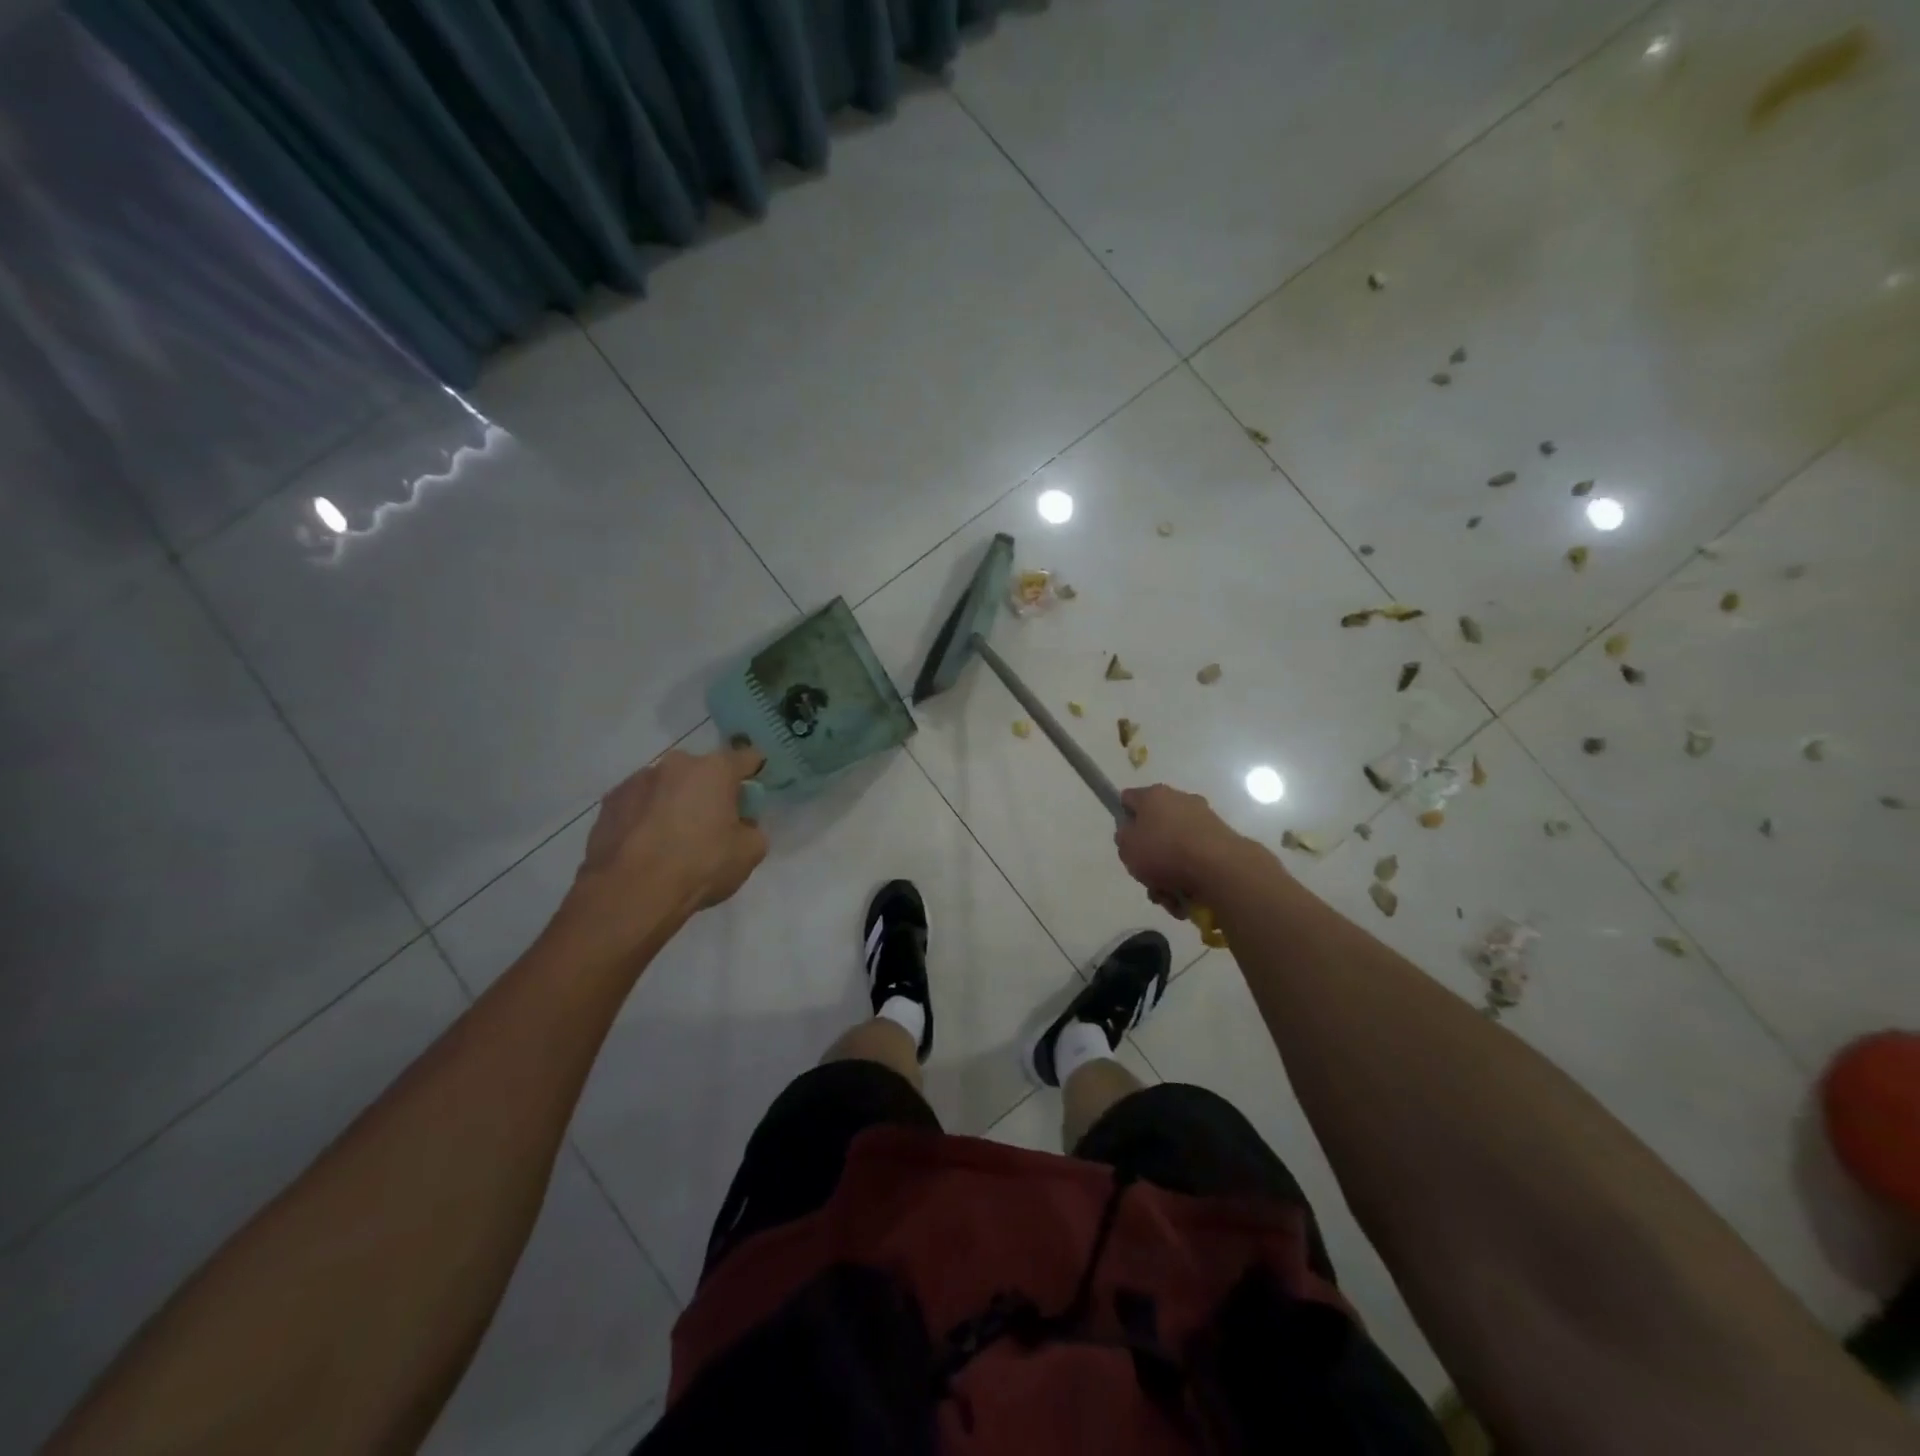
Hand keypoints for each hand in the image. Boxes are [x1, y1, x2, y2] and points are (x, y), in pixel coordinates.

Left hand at [571, 747, 768, 937]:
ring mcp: (637, 780)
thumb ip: (752, 829)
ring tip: (672, 840)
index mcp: (715, 770)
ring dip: (674, 802)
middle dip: (709, 791)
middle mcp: (676, 764)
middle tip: (712, 824)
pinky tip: (646, 847)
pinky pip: (638, 804)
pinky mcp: (609, 802)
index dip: (754, 773)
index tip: (752, 794)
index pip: (747, 758)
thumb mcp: (749, 853)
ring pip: (667, 786)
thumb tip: (740, 825)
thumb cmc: (699, 865)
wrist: (630, 893)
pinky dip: (645, 817)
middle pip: (702, 772)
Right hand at [1114, 784, 1264, 916]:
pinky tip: (1185, 899)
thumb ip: (1124, 837)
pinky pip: (1196, 861)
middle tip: (1146, 876)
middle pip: (1155, 828)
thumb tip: (1132, 832)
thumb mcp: (1127, 847)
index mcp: (1154, 795)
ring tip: (1167, 897)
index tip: (1125, 841)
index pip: (1129, 799)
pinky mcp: (1222, 842)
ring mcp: (1204, 820)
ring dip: (1168, 874)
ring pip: (1176, 849)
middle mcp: (1180, 801)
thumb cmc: (1164, 851)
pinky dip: (1189, 879)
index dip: (1123, 818)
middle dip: (1150, 855)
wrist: (1219, 867)